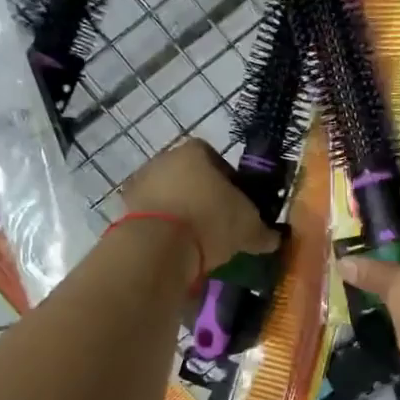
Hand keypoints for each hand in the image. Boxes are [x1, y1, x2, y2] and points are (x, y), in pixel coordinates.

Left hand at [120, 137, 279, 274]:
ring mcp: (141, 182)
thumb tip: (275, 238)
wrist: (158, 246)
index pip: (217, 159)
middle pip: (190, 177)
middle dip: (203, 198)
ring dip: (181, 213)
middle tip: (218, 225)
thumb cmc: (211, 221)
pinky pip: (152, 216)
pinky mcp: (124, 208)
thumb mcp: (249, 228)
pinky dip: (164, 229)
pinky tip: (176, 249)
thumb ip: (264, 231)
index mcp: (195, 151)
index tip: (237, 206)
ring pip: (169, 196)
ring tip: (197, 241)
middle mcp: (164, 158)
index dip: (230, 182)